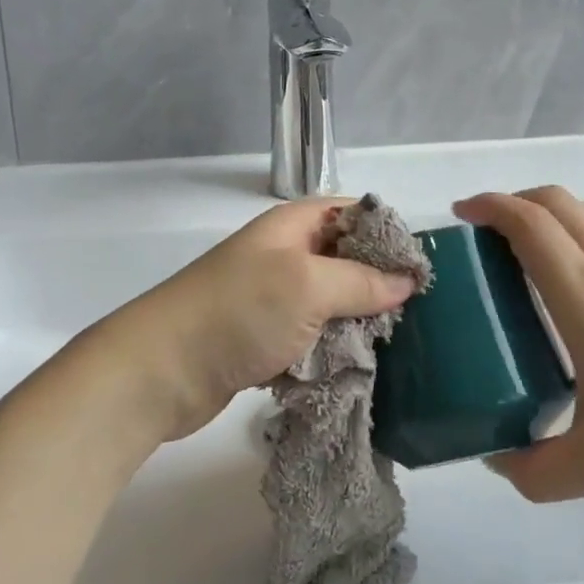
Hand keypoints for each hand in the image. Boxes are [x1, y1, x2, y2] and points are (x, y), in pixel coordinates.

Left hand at [73, 200, 417, 443]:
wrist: (161, 371)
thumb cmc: (238, 311)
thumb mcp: (307, 285)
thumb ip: (361, 280)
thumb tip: (407, 278)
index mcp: (291, 226)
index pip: (351, 213)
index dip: (386, 233)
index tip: (422, 265)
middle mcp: (283, 255)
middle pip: (344, 258)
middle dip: (379, 281)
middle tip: (420, 311)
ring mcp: (271, 299)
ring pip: (330, 301)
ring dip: (358, 320)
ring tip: (400, 343)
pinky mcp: (263, 338)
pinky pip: (311, 335)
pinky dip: (332, 347)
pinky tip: (360, 365)